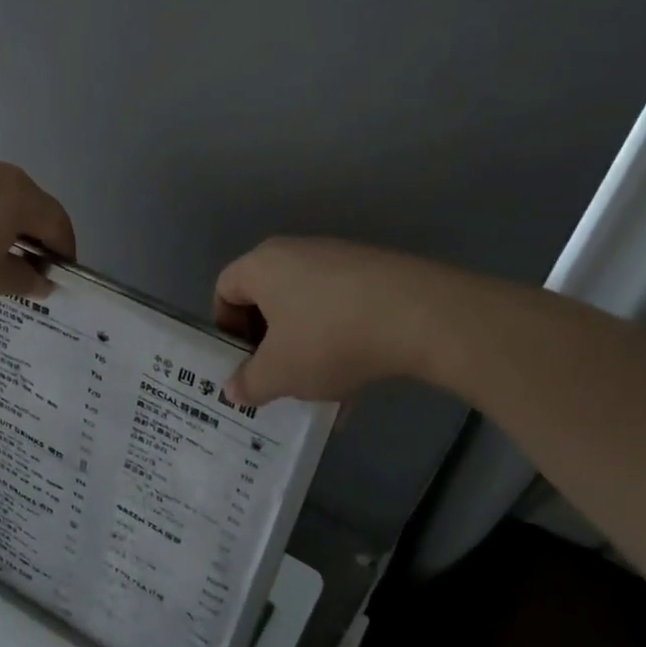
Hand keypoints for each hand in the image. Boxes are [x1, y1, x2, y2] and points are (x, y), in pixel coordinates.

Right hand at [214, 237, 444, 404]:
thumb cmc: (328, 339)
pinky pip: (344, 314)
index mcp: (263, 266)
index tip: (241, 363)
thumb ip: (249, 384)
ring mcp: (343, 262)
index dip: (225, 329)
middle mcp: (299, 253)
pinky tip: (356, 389)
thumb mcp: (279, 373)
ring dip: (307, 352)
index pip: (225, 289)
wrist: (420, 316)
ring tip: (319, 392)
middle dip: (269, 346)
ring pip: (309, 312)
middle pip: (269, 301)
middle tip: (275, 380)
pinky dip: (342, 347)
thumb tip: (234, 390)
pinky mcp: (378, 276)